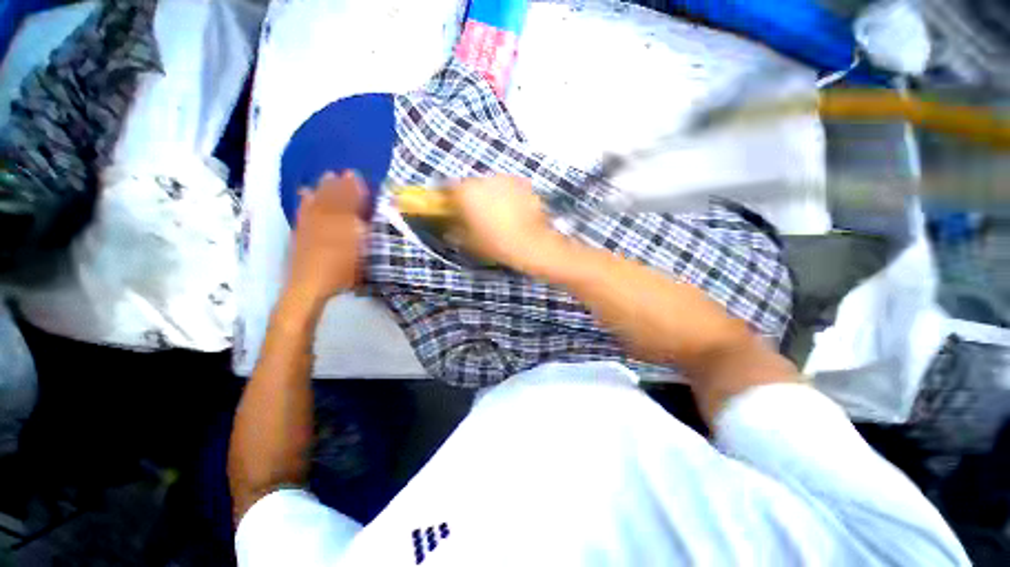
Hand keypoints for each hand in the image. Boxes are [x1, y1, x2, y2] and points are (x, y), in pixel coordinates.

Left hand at [287, 171, 366, 303]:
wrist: (310, 284)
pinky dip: (305, 201)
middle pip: (333, 199)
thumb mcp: (360, 250)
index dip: (354, 188)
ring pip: (317, 202)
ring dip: (322, 189)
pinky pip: (303, 211)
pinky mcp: (301, 234)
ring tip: (325, 177)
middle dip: (338, 185)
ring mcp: (310, 226)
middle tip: (342, 172)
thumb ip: (362, 228)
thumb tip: (365, 210)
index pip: (350, 201)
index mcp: (343, 223)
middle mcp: (325, 220)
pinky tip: (305, 194)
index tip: (357, 175)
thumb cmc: (342, 269)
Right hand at [449, 175, 564, 274]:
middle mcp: (483, 179)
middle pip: (470, 185)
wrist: (532, 244)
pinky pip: (509, 188)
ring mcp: (505, 179)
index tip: (450, 208)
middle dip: (471, 197)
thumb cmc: (496, 244)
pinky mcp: (523, 182)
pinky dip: (508, 196)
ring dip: (491, 195)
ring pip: (491, 185)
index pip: (446, 187)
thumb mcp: (468, 242)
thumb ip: (455, 229)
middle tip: (476, 215)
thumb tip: (450, 226)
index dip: (447, 199)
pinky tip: (514, 211)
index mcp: (465, 192)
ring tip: (499, 214)